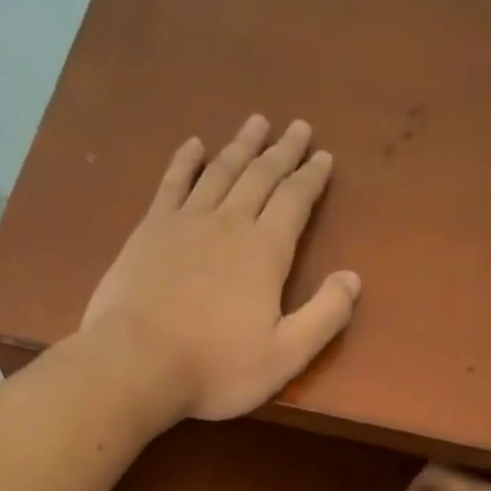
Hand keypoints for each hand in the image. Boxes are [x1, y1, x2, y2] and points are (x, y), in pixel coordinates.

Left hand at [78, 115, 359, 424]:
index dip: (311, 177)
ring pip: (221, 171)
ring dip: (241, 145)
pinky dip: (186, 161)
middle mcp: (229, 223)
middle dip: (283, 151)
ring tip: (257, 122)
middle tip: (297, 127)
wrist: (137, 363)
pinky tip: (194, 145)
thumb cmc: (216, 368)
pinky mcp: (150, 230)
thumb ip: (324, 317)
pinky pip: (173, 183)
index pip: (295, 201)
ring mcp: (186, 222)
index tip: (323, 156)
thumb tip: (353, 278)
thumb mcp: (284, 356)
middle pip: (261, 176)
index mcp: (265, 252)